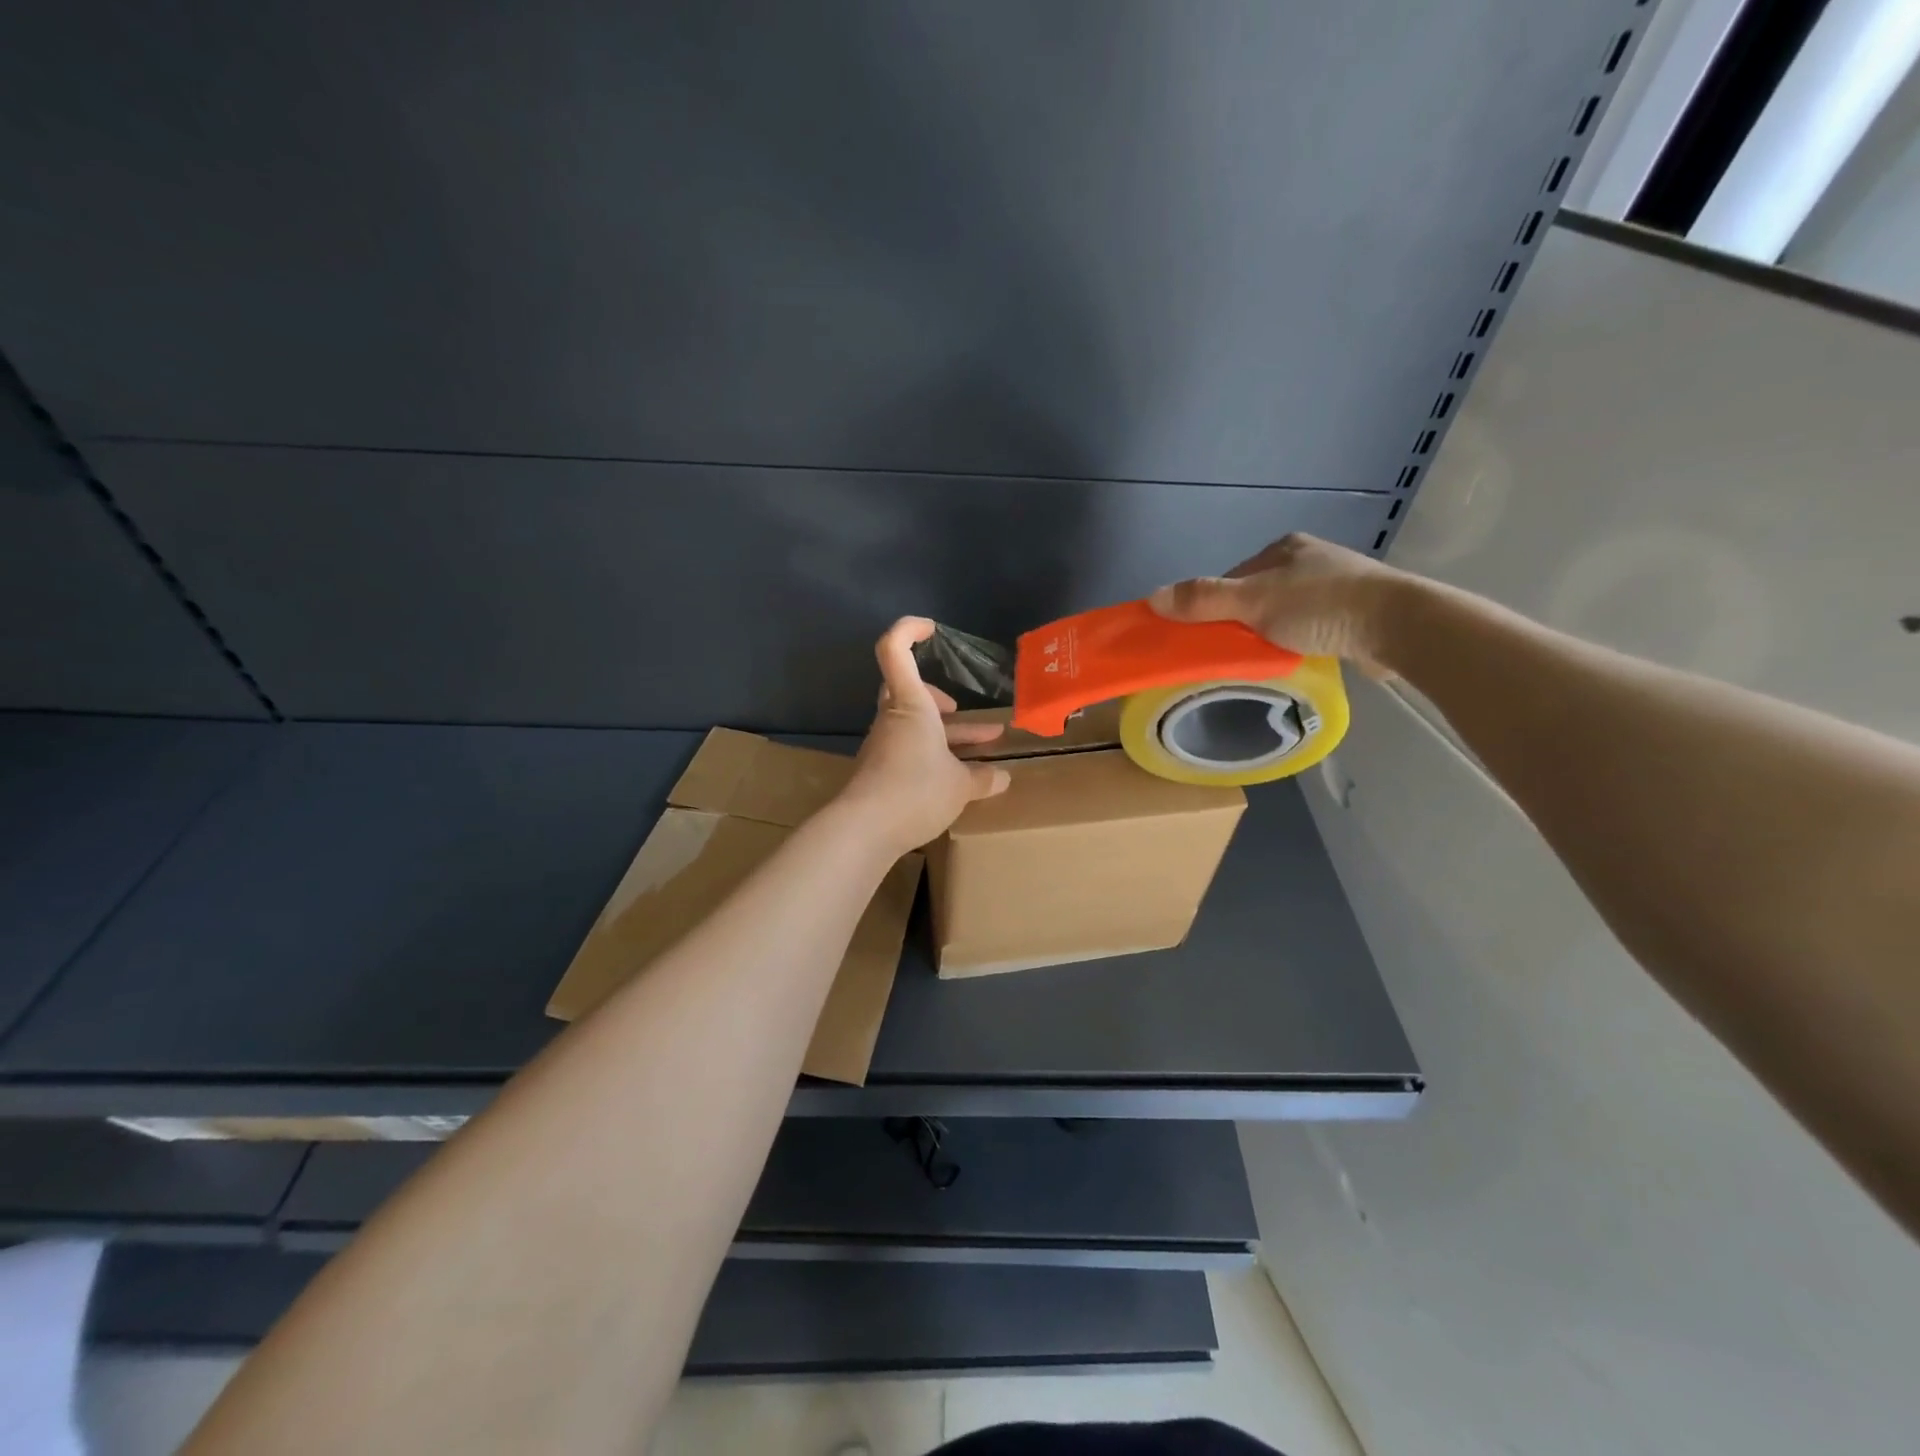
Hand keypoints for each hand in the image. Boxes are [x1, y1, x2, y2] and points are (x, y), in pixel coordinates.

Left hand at [838, 618, 1012, 854]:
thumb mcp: (960, 786)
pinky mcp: (879, 771)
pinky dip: (932, 756)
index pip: (895, 650)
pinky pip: (909, 751)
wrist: (863, 830)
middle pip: (907, 691)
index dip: (909, 630)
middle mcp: (892, 719)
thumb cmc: (915, 791)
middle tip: (959, 712)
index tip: (932, 630)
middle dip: (937, 698)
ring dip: (945, 734)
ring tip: (982, 750)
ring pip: (913, 726)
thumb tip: (1004, 778)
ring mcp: (882, 745)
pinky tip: (956, 779)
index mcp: (911, 706)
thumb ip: (983, 778)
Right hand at [1149, 533, 1407, 677]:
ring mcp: (1337, 586)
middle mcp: (1310, 560)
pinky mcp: (1356, 613)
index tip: (1209, 636)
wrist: (1399, 625)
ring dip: (1272, 635)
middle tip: (1235, 653)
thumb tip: (1151, 598)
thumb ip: (1204, 599)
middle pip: (1257, 596)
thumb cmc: (1322, 606)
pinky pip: (1311, 628)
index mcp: (1284, 548)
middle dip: (1244, 623)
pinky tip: (1299, 658)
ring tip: (1266, 660)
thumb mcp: (1253, 601)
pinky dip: (1299, 642)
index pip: (1233, 577)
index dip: (1215, 606)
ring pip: (1284, 614)